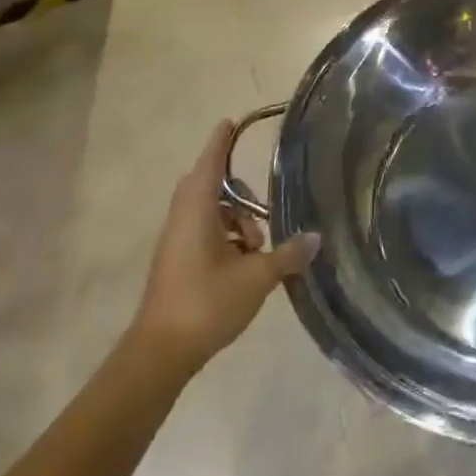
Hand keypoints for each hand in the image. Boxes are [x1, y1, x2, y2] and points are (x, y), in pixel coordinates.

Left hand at [130, 120, 319, 374]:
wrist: (160, 354)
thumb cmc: (206, 303)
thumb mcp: (256, 278)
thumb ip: (287, 254)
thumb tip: (315, 237)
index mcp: (197, 211)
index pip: (209, 164)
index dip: (221, 142)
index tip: (230, 122)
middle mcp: (182, 219)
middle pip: (210, 188)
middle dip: (239, 193)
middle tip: (264, 210)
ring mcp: (176, 243)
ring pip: (209, 214)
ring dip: (236, 220)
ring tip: (259, 247)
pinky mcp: (176, 264)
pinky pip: (204, 234)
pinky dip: (226, 238)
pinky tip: (247, 264)